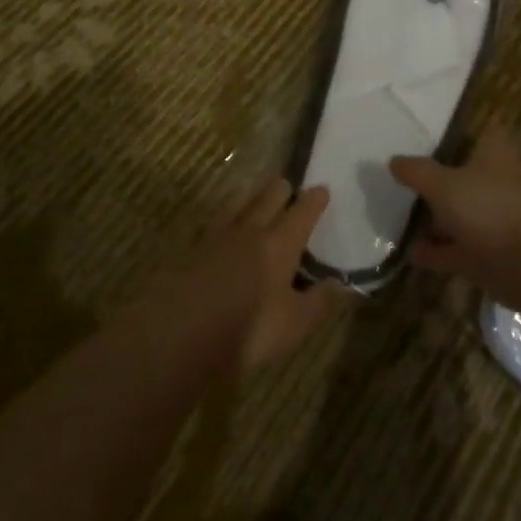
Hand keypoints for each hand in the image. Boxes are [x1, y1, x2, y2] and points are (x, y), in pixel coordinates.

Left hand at [163, 178, 348, 373]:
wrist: (178, 334)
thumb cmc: (247, 330)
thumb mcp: (294, 324)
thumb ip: (319, 302)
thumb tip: (343, 284)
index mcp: (280, 244)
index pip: (302, 213)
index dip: (314, 200)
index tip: (322, 189)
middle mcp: (249, 231)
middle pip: (267, 199)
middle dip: (280, 190)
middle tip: (287, 185)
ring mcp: (216, 237)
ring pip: (237, 204)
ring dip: (250, 197)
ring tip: (254, 194)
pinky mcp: (190, 250)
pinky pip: (214, 223)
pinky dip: (224, 218)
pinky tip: (221, 226)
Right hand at [390, 128, 520, 312]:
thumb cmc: (490, 209)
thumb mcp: (444, 184)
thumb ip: (417, 172)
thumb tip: (394, 161)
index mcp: (495, 156)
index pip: (484, 133)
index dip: (464, 132)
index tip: (437, 134)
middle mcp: (497, 185)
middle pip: (467, 176)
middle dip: (442, 178)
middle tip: (407, 178)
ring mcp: (495, 221)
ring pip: (461, 214)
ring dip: (436, 219)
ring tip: (400, 217)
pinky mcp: (490, 256)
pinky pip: (456, 249)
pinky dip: (436, 252)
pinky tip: (410, 253)